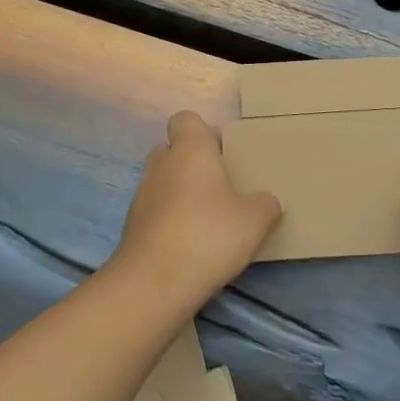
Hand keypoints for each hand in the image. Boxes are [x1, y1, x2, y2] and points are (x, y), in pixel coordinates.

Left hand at [113, 111, 281, 303]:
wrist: (154, 281)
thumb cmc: (209, 235)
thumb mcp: (254, 220)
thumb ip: (265, 204)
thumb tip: (266, 201)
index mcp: (190, 149)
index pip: (186, 119)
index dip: (203, 132)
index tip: (223, 153)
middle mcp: (161, 164)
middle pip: (174, 150)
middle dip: (193, 163)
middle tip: (221, 186)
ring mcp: (142, 195)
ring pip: (164, 181)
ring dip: (181, 193)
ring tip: (209, 219)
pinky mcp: (132, 226)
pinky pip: (156, 211)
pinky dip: (170, 220)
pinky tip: (191, 244)